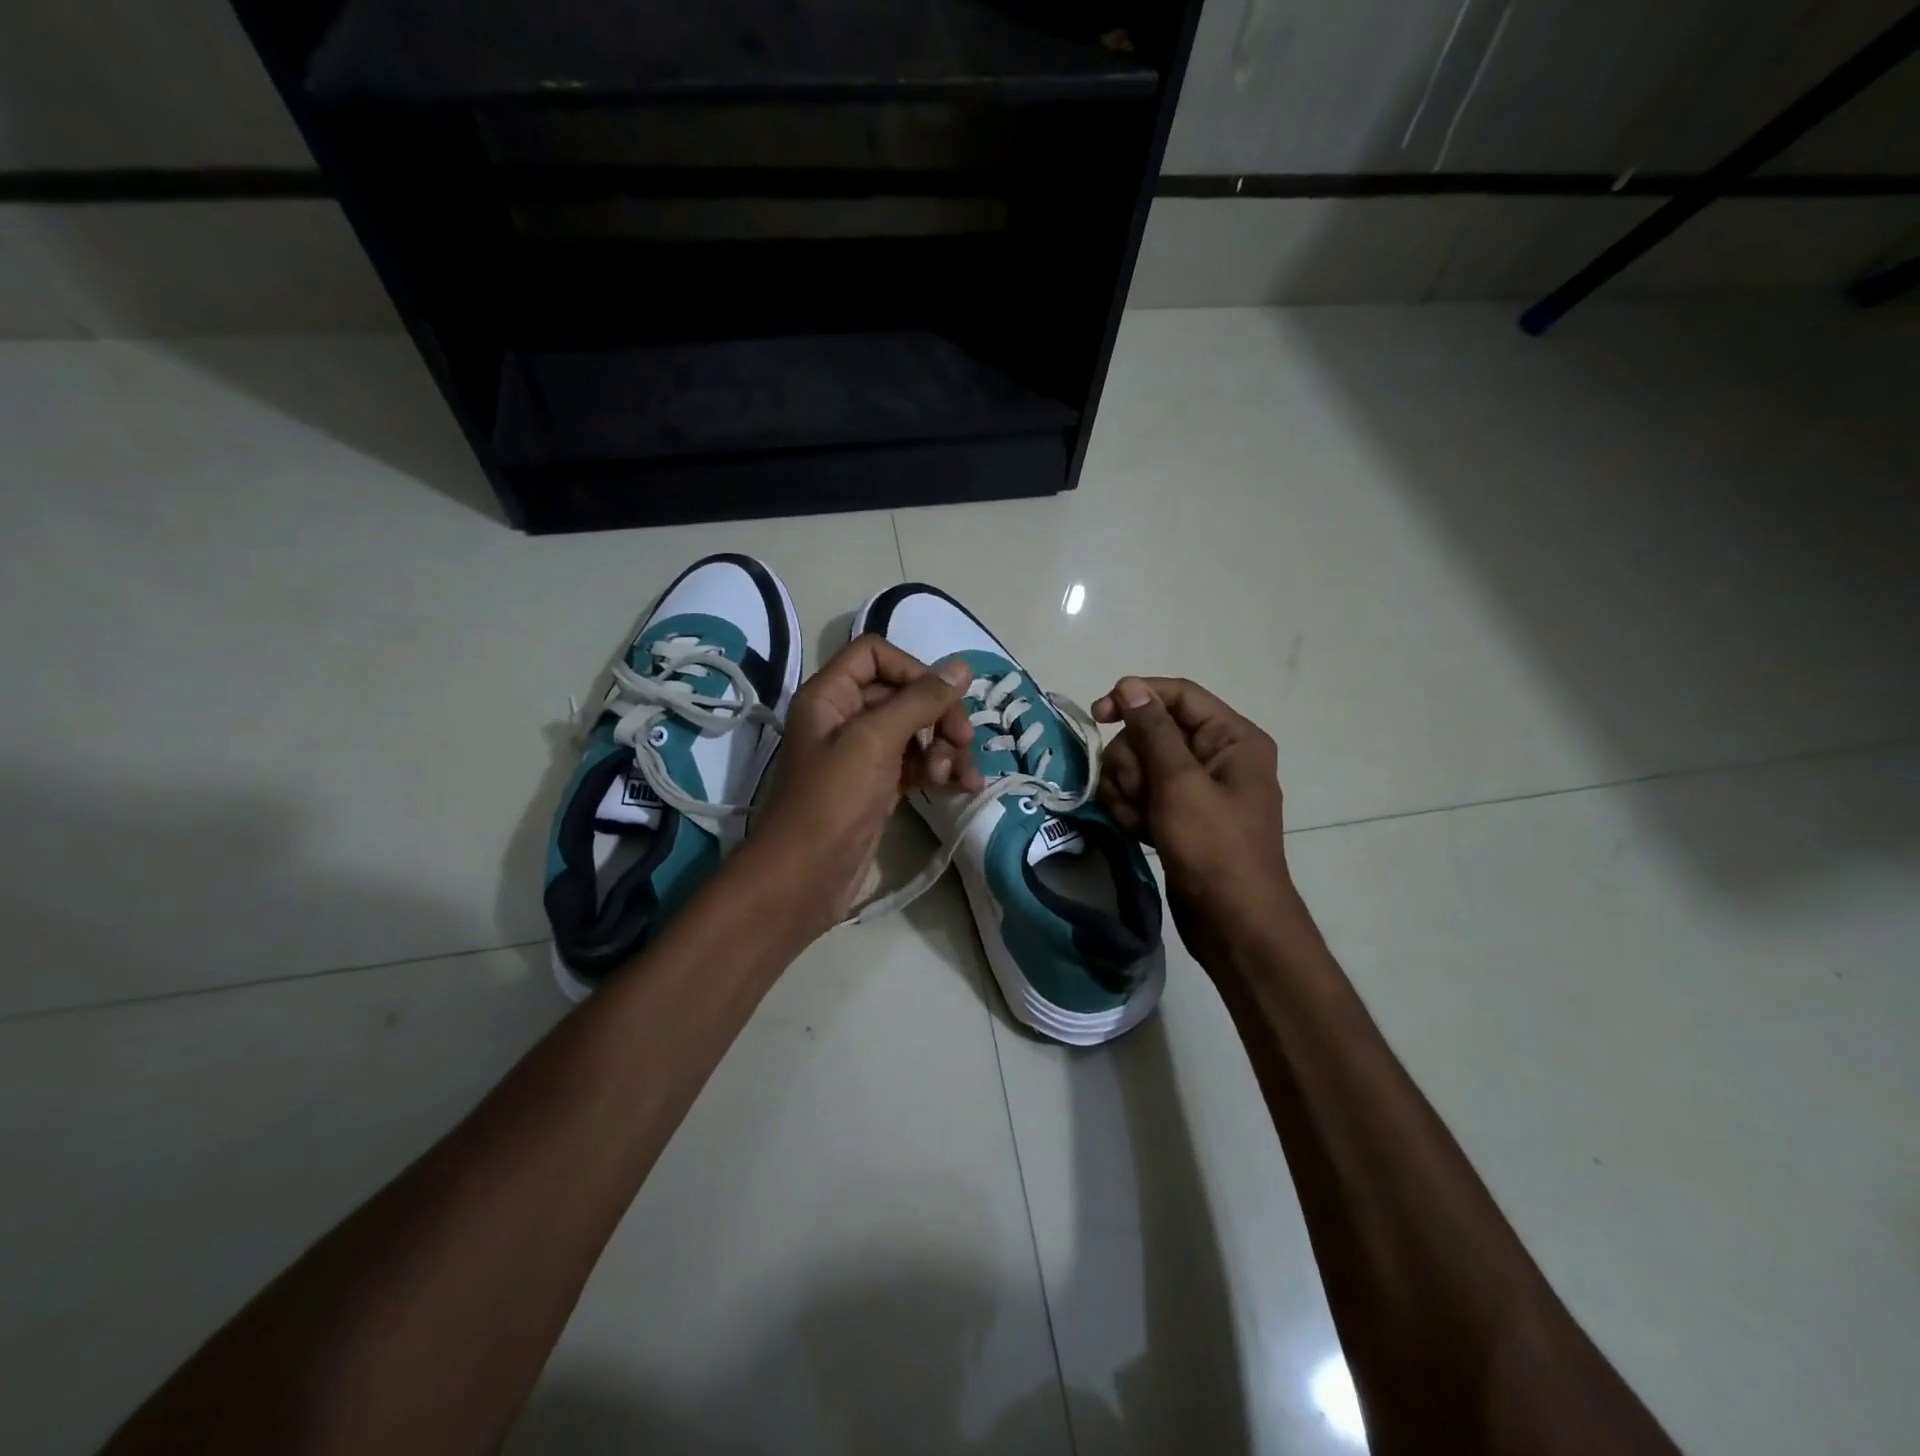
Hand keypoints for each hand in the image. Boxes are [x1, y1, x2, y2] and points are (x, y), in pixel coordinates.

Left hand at [741, 635, 980, 938]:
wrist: (805, 878)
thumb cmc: (833, 801)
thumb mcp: (875, 741)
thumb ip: (920, 700)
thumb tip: (962, 667)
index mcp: (830, 695)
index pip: (875, 654)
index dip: (913, 669)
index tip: (942, 698)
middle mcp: (845, 717)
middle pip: (903, 694)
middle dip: (939, 716)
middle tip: (964, 743)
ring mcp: (862, 754)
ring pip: (916, 731)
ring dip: (945, 747)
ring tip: (958, 776)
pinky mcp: (878, 786)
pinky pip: (916, 763)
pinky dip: (940, 770)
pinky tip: (960, 787)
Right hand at [1092, 677, 1293, 968]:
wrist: (1232, 924)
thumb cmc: (1214, 848)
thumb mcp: (1181, 784)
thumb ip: (1153, 731)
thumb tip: (1130, 686)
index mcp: (1232, 738)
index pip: (1178, 695)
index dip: (1136, 698)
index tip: (1097, 715)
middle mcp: (1216, 756)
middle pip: (1152, 732)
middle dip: (1132, 761)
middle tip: (1135, 792)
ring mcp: (1195, 788)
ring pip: (1140, 764)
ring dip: (1127, 789)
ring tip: (1137, 819)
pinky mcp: (1178, 816)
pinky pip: (1142, 794)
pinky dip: (1132, 810)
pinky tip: (1135, 831)